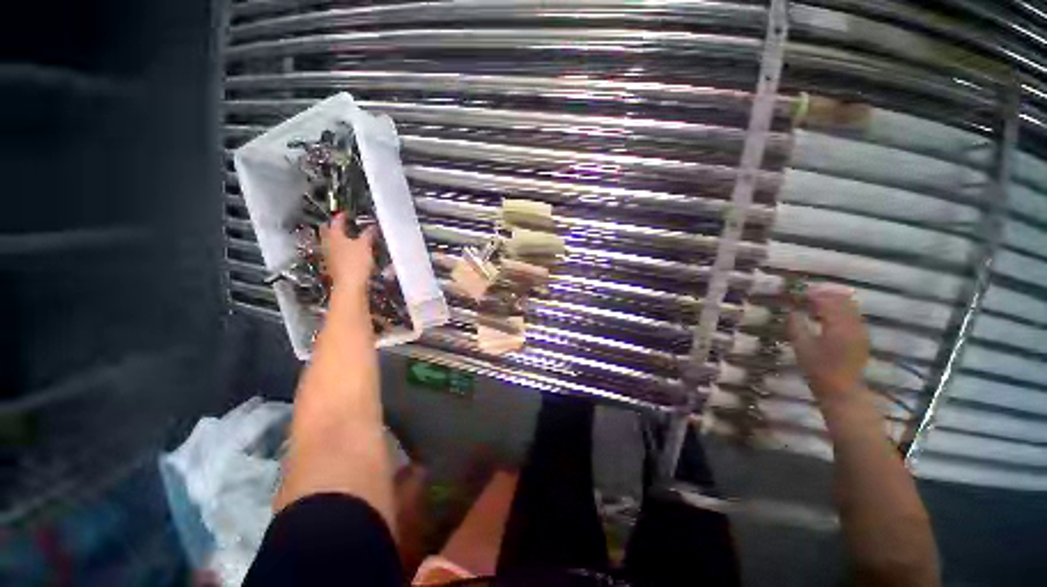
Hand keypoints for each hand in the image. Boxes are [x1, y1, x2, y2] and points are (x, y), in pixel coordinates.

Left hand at [320, 213, 375, 299]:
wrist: (349, 285)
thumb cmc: (355, 263)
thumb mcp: (365, 245)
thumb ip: (368, 234)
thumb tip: (371, 227)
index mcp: (334, 235)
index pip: (336, 221)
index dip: (342, 216)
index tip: (346, 213)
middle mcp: (328, 244)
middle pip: (328, 231)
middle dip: (335, 227)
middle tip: (342, 224)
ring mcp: (329, 256)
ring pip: (331, 243)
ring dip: (338, 239)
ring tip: (348, 237)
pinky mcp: (333, 266)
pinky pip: (336, 253)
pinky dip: (342, 250)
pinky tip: (350, 252)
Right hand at [787, 284, 869, 403]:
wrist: (841, 390)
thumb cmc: (818, 368)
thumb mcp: (801, 346)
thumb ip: (796, 325)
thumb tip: (791, 310)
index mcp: (838, 325)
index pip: (827, 301)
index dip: (812, 295)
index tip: (797, 293)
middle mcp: (853, 324)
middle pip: (842, 300)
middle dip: (824, 294)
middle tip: (806, 294)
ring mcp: (860, 331)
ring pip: (849, 307)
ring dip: (833, 301)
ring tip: (815, 302)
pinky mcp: (861, 337)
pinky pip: (852, 315)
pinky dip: (839, 310)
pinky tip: (827, 315)